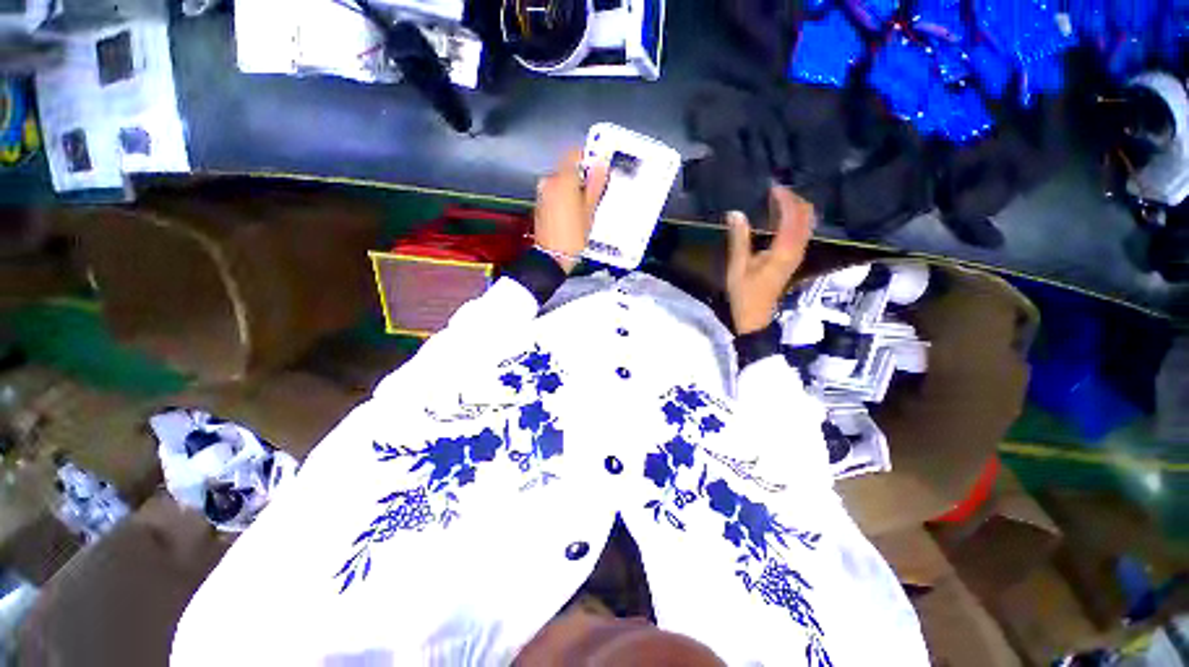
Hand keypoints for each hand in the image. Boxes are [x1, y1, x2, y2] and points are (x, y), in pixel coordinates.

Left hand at [534, 149, 608, 272]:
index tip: (598, 172)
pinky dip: (564, 198)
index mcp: (563, 179)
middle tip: (595, 195)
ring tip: (585, 208)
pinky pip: (555, 193)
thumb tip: (601, 164)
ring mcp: (542, 193)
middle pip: (568, 168)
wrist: (551, 258)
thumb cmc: (573, 236)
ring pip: (561, 181)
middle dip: (582, 178)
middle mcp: (549, 181)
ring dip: (573, 189)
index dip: (588, 159)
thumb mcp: (589, 211)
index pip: (574, 153)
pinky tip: (573, 214)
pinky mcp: (539, 204)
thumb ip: (595, 185)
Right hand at [725, 186, 814, 334]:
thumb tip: (735, 213)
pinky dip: (795, 220)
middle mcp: (796, 250)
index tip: (772, 188)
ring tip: (778, 200)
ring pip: (807, 224)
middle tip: (776, 191)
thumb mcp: (737, 267)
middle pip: (806, 217)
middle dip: (795, 200)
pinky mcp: (794, 259)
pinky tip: (781, 217)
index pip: (792, 217)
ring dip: (796, 209)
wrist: (755, 317)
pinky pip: (802, 232)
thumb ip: (738, 239)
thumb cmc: (745, 294)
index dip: (785, 199)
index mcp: (784, 251)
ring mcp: (798, 255)